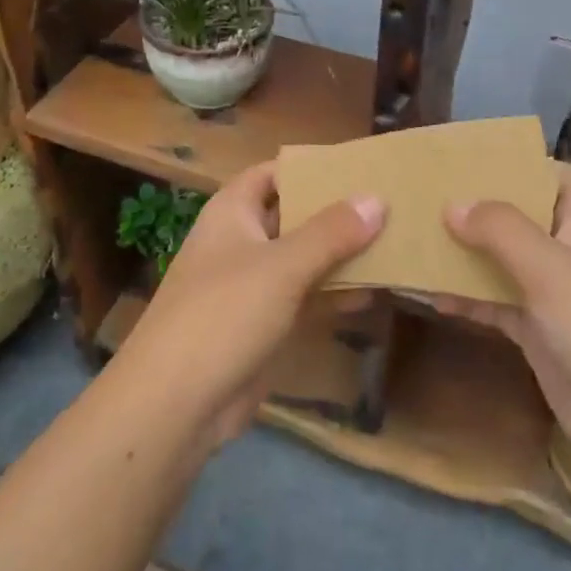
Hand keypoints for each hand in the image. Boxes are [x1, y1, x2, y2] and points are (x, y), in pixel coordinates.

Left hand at [112, 161, 384, 446]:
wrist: (175, 405)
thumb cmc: (223, 314)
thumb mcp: (282, 266)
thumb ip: (331, 232)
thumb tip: (377, 198)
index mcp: (232, 212)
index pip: (274, 173)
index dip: (312, 167)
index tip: (359, 165)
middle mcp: (242, 241)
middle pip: (294, 215)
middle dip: (337, 212)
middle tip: (390, 203)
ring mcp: (252, 285)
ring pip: (304, 259)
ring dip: (341, 254)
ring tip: (395, 243)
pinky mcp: (263, 324)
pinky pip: (305, 298)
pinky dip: (334, 294)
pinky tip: (375, 292)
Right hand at [434, 162, 570, 469]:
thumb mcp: (552, 269)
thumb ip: (501, 230)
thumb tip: (453, 204)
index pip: (552, 174)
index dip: (514, 163)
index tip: (464, 160)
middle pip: (520, 216)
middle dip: (476, 209)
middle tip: (424, 198)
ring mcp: (555, 292)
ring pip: (503, 260)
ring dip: (465, 254)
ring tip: (415, 241)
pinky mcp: (539, 330)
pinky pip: (497, 302)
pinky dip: (468, 298)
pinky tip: (431, 294)